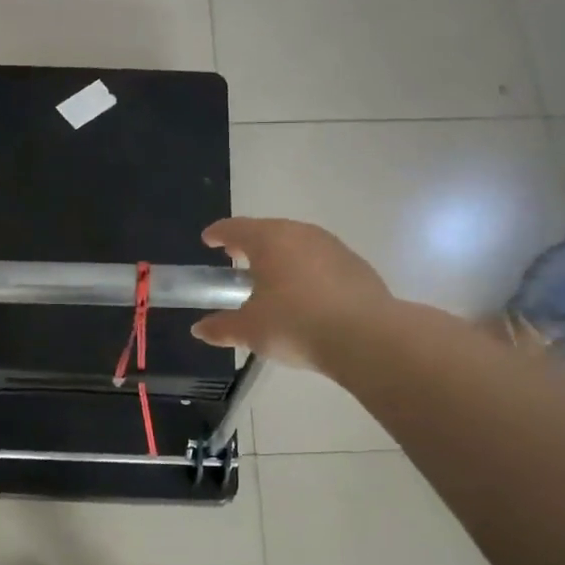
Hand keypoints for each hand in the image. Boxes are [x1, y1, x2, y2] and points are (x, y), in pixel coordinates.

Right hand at [191, 218, 393, 369]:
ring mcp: (332, 246)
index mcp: (269, 240)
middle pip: (268, 231)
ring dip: (281, 257)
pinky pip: (321, 260)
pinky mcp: (355, 264)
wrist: (365, 336)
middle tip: (238, 260)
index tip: (209, 240)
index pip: (236, 228)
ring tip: (273, 280)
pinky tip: (307, 295)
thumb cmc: (295, 325)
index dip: (218, 234)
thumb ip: (222, 327)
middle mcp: (300, 233)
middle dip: (250, 244)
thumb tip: (200, 329)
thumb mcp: (250, 331)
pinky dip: (307, 270)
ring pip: (298, 244)